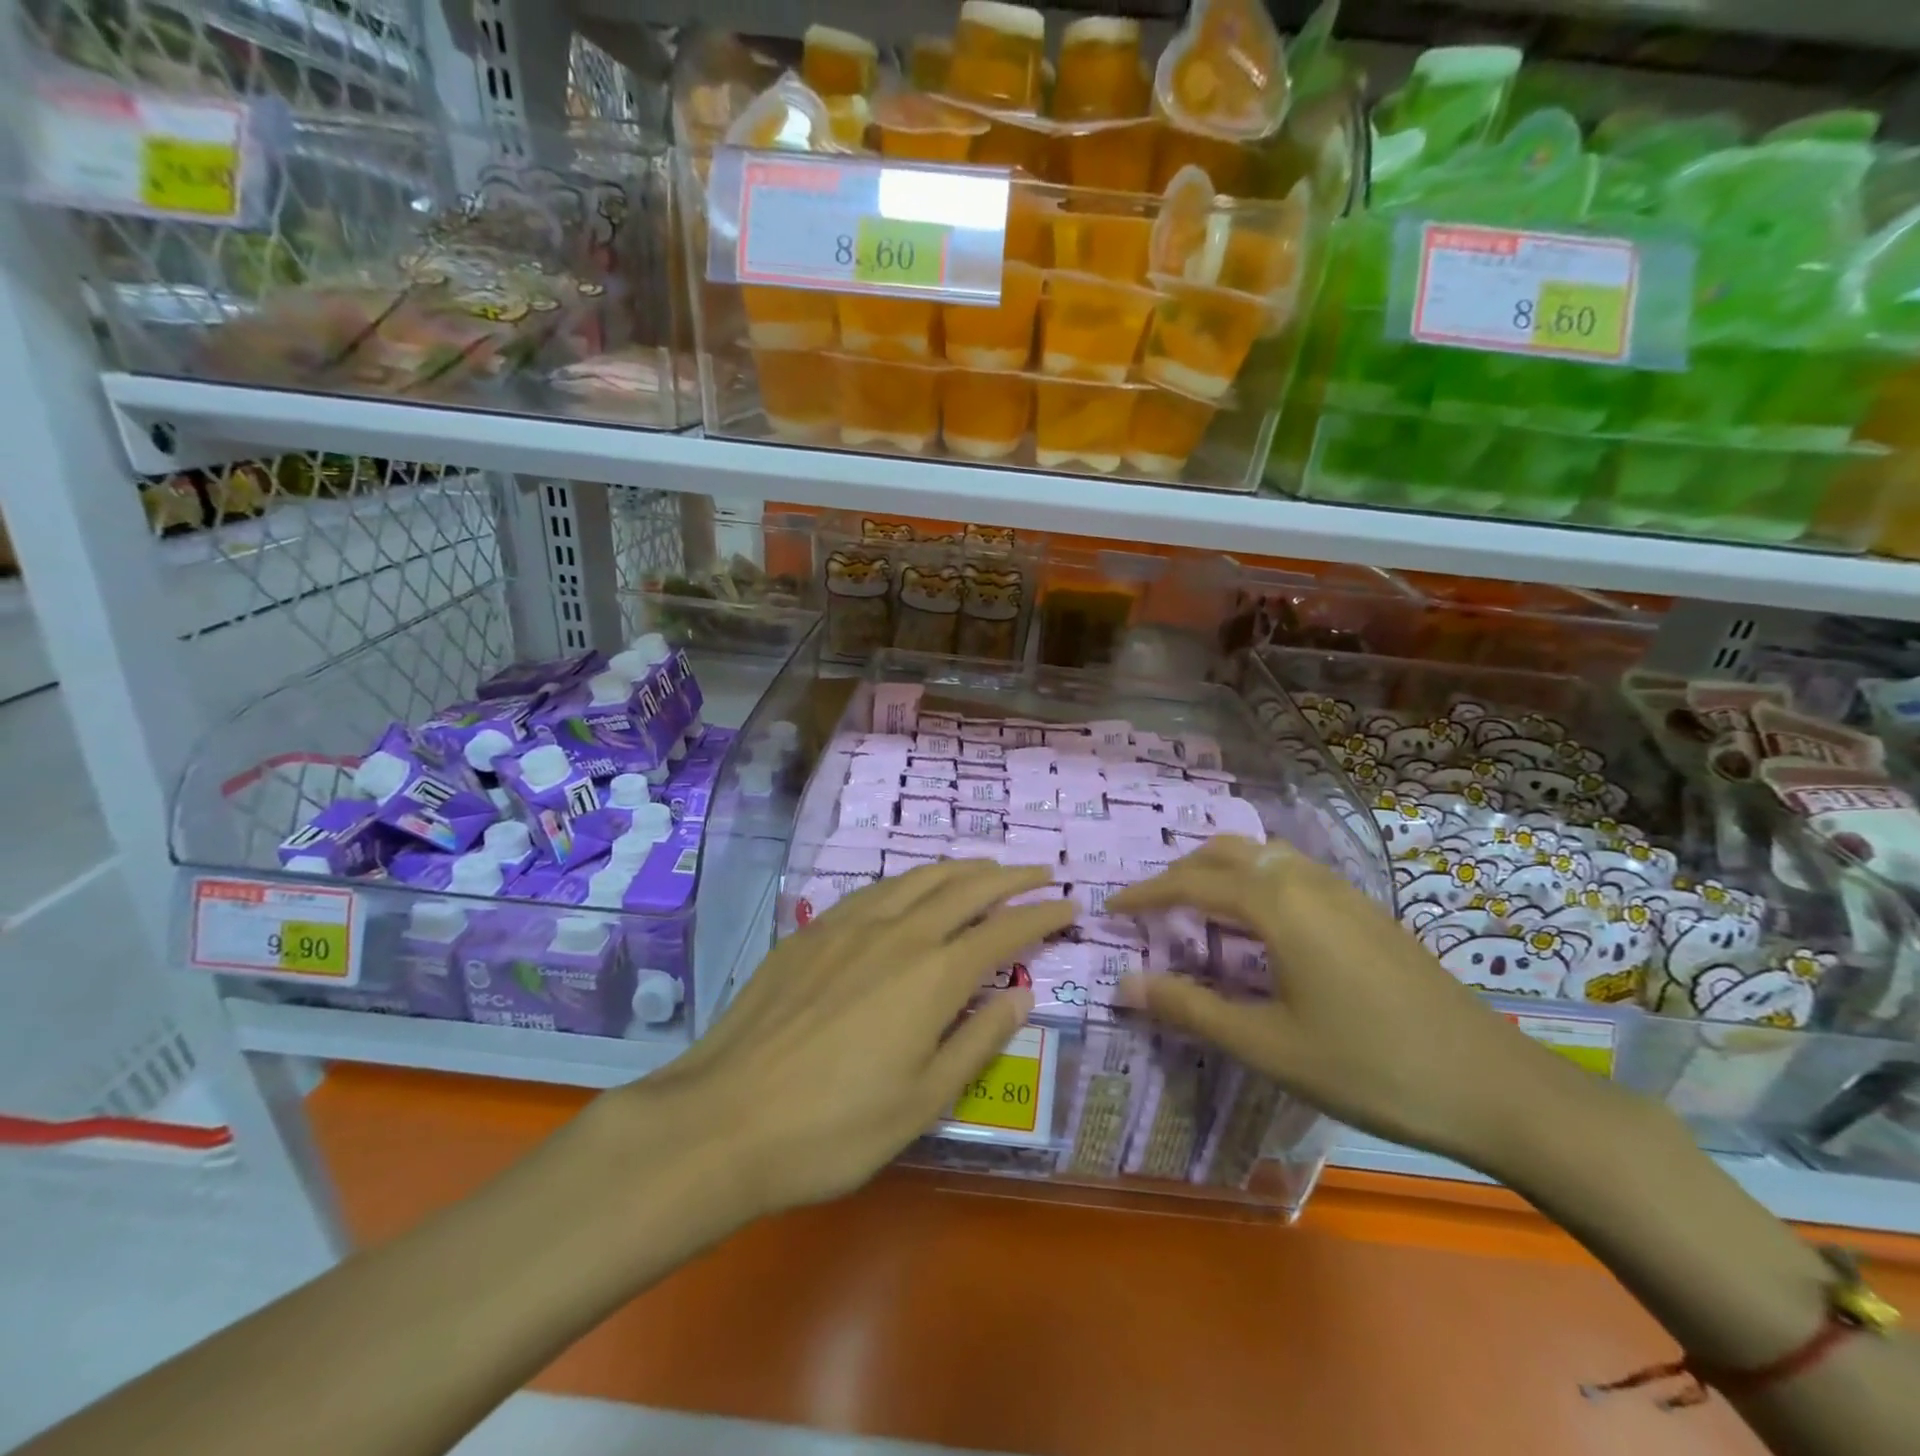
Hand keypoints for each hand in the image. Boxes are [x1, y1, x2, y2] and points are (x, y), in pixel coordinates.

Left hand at [643, 861, 1070, 1215]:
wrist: (725, 1118)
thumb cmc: (835, 1128)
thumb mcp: (923, 1101)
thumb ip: (978, 1040)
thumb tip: (1020, 994)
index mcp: (933, 975)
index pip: (1004, 930)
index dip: (1042, 915)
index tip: (1070, 905)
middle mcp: (898, 933)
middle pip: (966, 889)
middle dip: (1010, 877)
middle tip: (1040, 871)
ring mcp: (849, 925)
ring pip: (919, 878)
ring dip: (960, 868)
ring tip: (986, 867)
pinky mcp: (812, 931)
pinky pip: (876, 889)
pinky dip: (910, 880)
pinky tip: (911, 887)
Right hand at [1108, 836, 1590, 1171]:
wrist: (1495, 1087)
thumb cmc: (1369, 1066)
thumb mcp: (1268, 1045)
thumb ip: (1191, 1008)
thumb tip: (1125, 983)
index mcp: (1278, 906)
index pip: (1192, 883)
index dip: (1145, 893)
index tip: (1111, 908)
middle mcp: (1307, 882)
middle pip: (1228, 853)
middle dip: (1182, 871)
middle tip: (1152, 906)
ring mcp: (1345, 893)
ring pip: (1266, 855)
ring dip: (1222, 868)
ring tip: (1199, 906)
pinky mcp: (1369, 912)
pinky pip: (1296, 872)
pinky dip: (1258, 879)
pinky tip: (1262, 922)